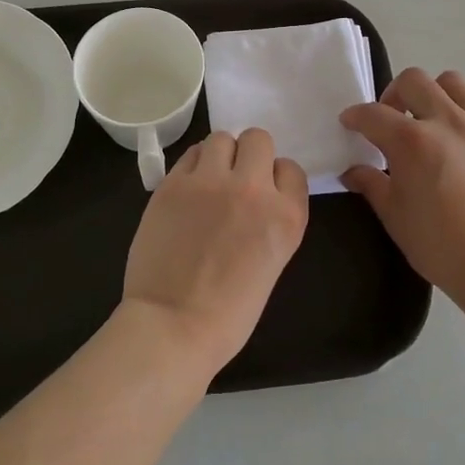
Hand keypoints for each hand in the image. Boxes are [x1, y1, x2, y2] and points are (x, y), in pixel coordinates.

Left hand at [121, 128, 308, 378]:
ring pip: (221, 138)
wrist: (174, 327)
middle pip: (258, 139)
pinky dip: (192, 166)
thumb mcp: (272, 262)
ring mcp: (210, 182)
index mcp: (286, 216)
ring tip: (209, 180)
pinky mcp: (173, 184)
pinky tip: (187, 190)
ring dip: (219, 155)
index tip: (263, 195)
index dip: (276, 179)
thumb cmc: (229, 313)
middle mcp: (253, 189)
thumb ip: (270, 220)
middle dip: (249, 156)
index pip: (291, 169)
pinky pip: (190, 154)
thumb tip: (255, 198)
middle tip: (235, 180)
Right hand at [340, 69, 464, 302]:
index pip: (374, 113)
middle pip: (415, 81)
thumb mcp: (395, 217)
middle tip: (391, 120)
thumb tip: (353, 172)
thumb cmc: (440, 246)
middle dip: (394, 94)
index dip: (355, 116)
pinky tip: (461, 159)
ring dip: (433, 95)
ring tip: (428, 124)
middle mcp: (447, 123)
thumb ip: (372, 185)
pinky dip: (462, 126)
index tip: (350, 123)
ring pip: (454, 85)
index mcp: (412, 141)